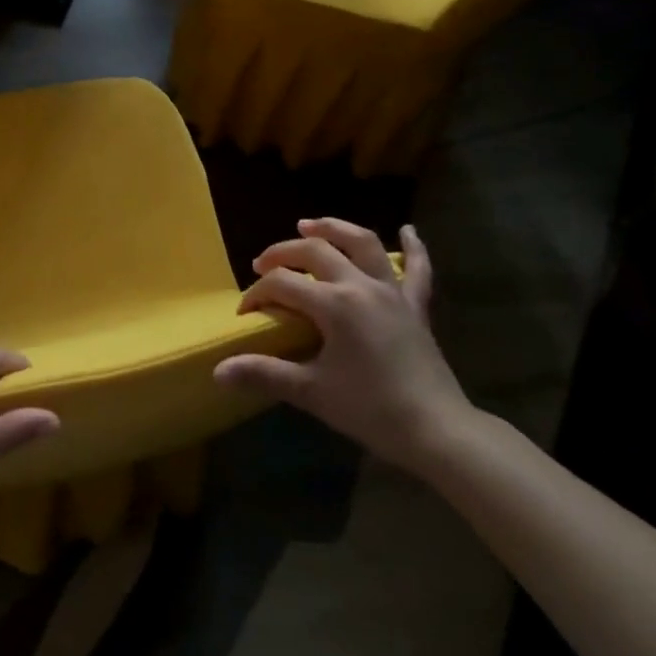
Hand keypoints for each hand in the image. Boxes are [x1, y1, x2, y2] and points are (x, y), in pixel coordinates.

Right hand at [214, 219, 472, 465]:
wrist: (436, 429)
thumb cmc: (370, 409)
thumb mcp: (311, 392)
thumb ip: (264, 374)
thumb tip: (219, 371)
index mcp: (334, 304)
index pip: (283, 284)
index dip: (257, 294)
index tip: (244, 314)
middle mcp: (361, 285)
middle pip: (316, 251)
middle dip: (283, 252)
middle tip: (262, 264)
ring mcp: (393, 292)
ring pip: (363, 243)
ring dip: (334, 229)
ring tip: (310, 225)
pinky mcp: (416, 306)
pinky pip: (418, 269)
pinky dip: (413, 247)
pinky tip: (409, 230)